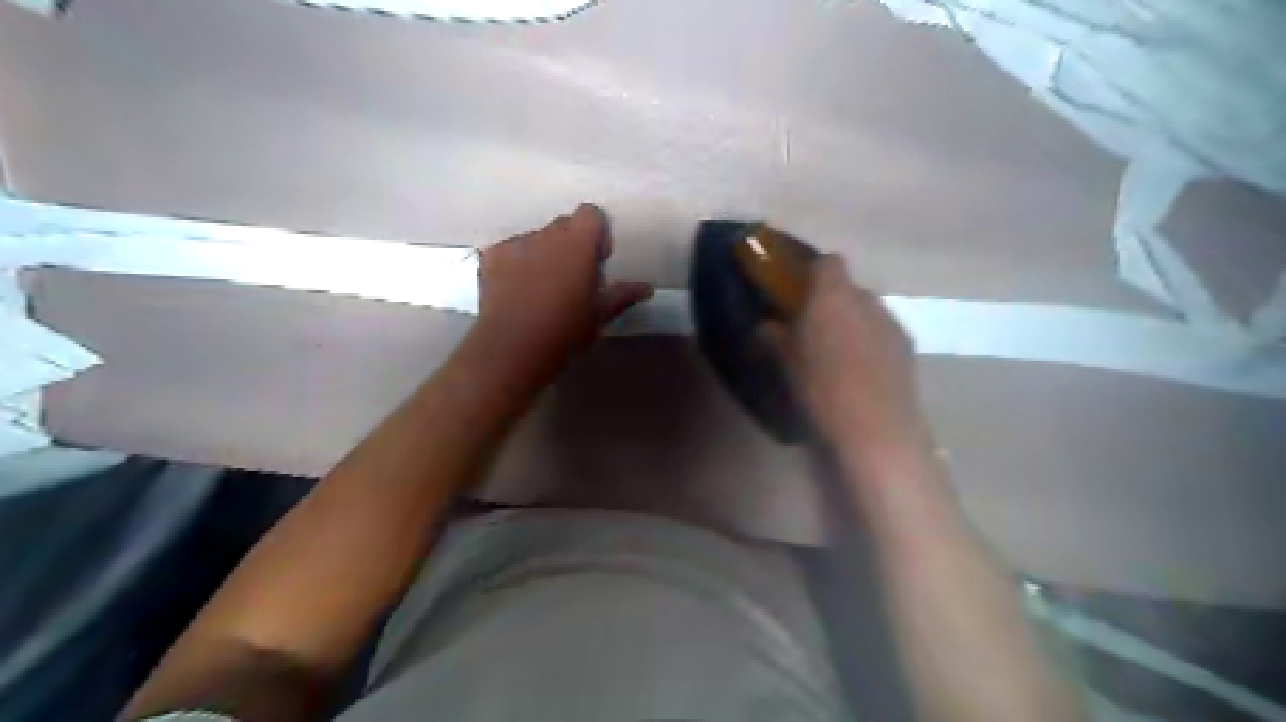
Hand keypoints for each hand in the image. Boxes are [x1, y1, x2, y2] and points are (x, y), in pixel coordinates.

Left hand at [471, 204, 653, 384]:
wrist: (512, 349)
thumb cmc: (564, 332)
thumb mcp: (599, 316)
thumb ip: (623, 295)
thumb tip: (647, 287)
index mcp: (577, 244)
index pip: (591, 214)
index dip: (597, 234)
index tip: (597, 262)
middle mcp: (546, 234)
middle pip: (564, 226)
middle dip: (571, 245)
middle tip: (573, 279)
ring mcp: (515, 243)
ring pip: (536, 238)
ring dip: (544, 254)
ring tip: (542, 289)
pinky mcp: (490, 256)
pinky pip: (511, 250)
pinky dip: (517, 263)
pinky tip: (517, 292)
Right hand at [777, 256, 929, 452]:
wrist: (876, 427)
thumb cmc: (821, 388)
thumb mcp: (786, 363)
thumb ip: (773, 337)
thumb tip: (766, 325)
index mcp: (832, 295)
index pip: (828, 261)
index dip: (813, 271)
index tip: (798, 290)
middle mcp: (866, 299)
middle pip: (848, 287)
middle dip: (831, 301)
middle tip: (812, 327)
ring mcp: (892, 322)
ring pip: (867, 311)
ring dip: (851, 322)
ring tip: (837, 353)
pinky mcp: (908, 347)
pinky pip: (882, 332)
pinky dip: (870, 342)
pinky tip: (860, 371)